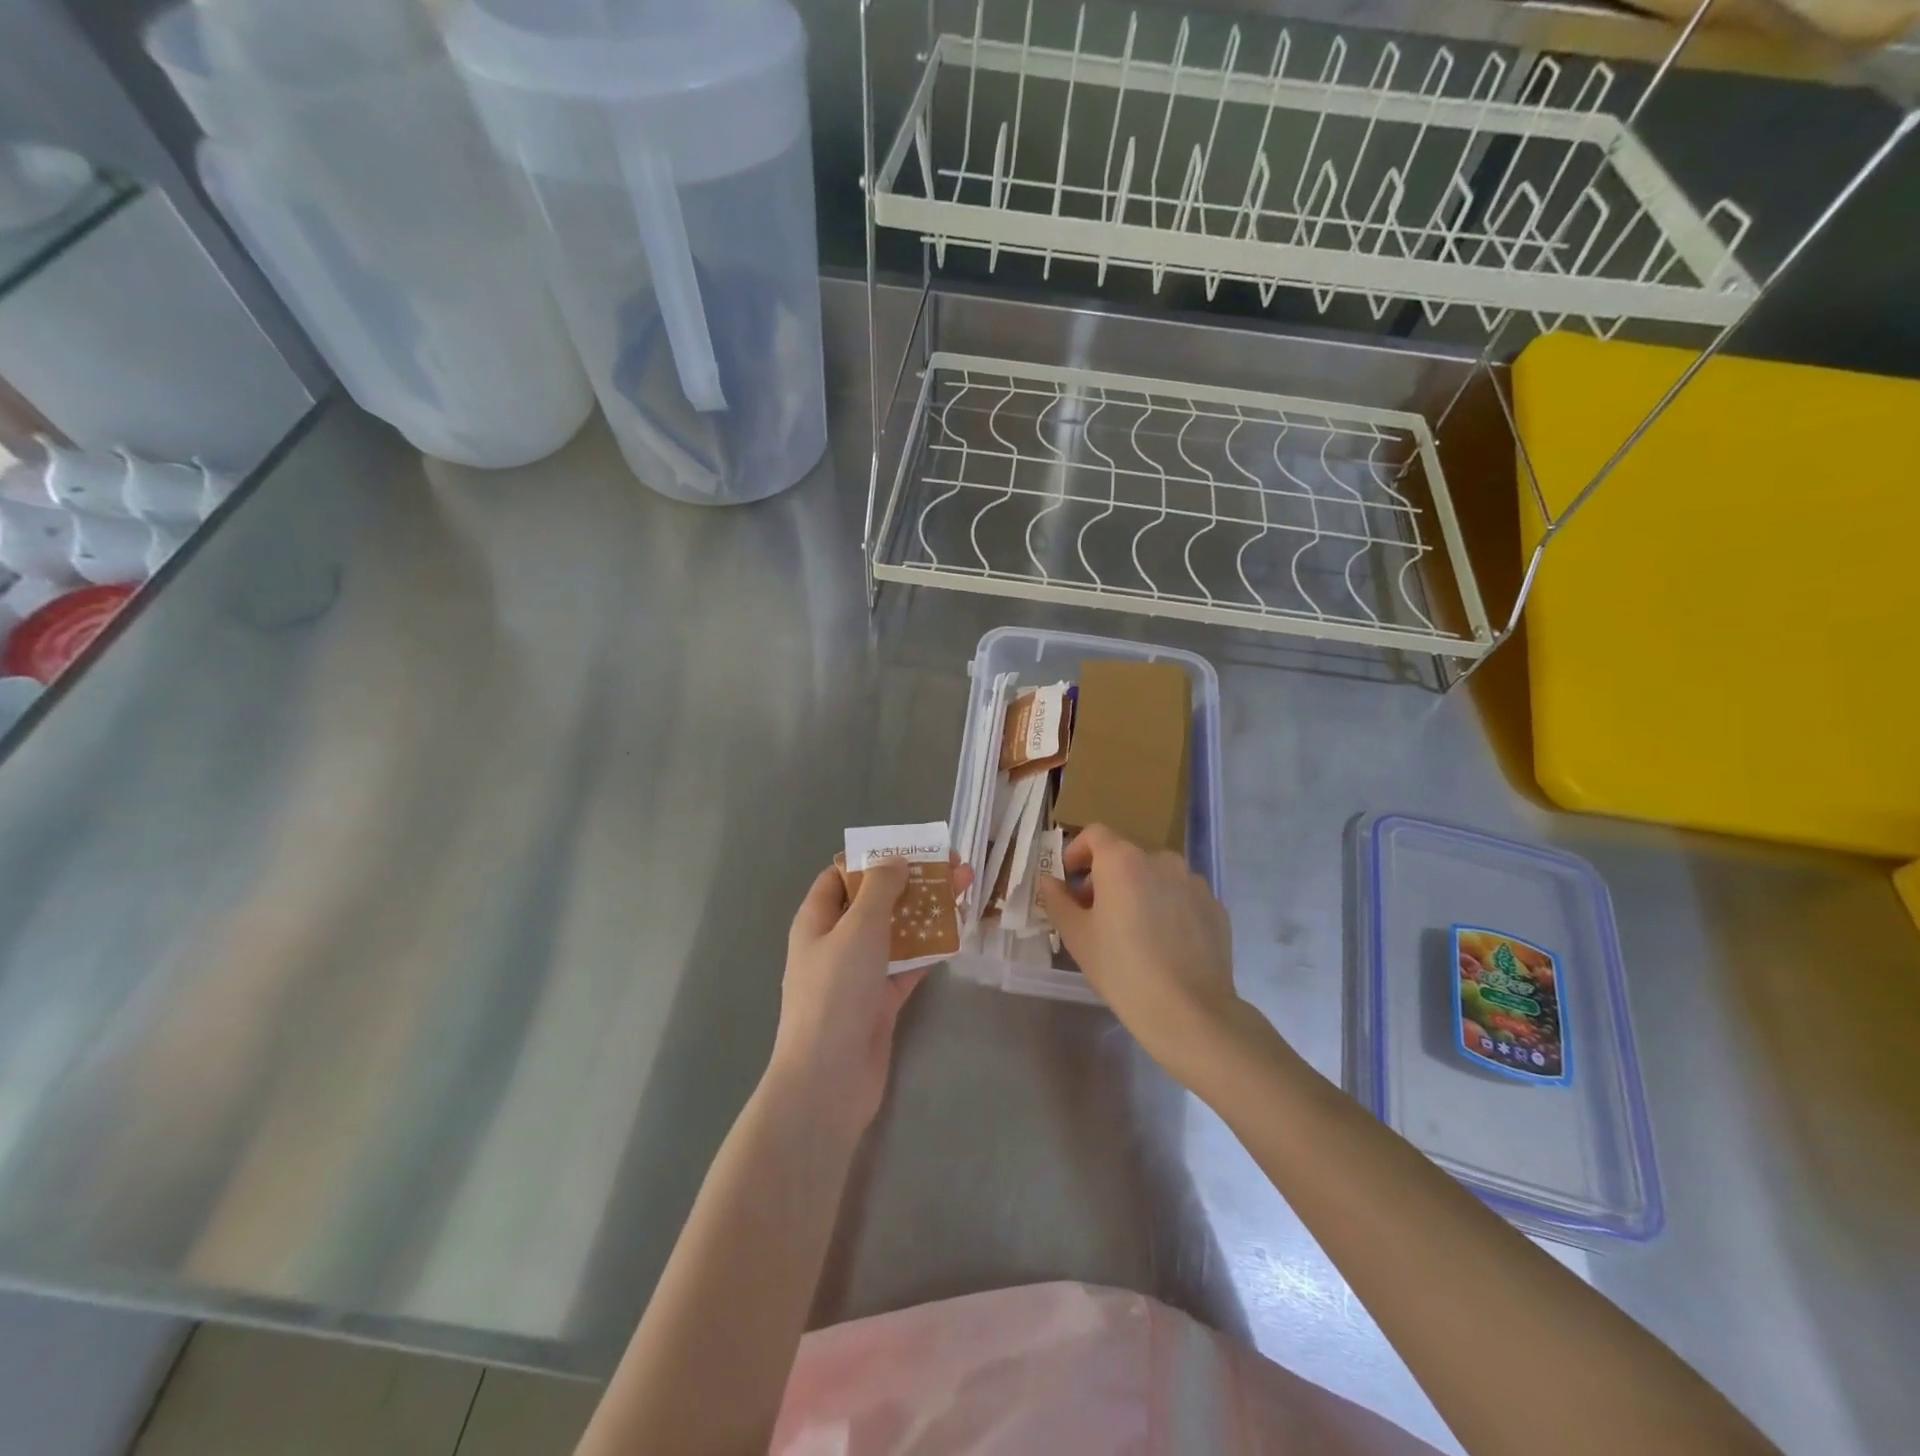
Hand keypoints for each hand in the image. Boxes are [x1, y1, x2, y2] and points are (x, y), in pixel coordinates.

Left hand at [768, 857, 968, 1133]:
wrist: (829, 1080)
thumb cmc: (836, 993)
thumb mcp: (858, 928)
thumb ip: (880, 889)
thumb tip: (894, 859)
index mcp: (817, 919)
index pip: (842, 877)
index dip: (874, 859)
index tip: (912, 849)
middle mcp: (836, 942)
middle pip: (876, 902)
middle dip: (913, 883)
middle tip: (956, 867)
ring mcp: (859, 974)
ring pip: (896, 932)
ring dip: (927, 913)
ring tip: (965, 892)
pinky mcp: (880, 1001)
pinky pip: (907, 965)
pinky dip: (929, 950)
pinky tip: (958, 934)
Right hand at [1037, 825, 1248, 1085]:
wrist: (1189, 1011)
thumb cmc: (1122, 969)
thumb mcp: (1076, 936)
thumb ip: (1057, 900)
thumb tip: (1049, 881)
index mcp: (1123, 860)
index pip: (1095, 834)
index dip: (1077, 852)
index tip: (1069, 880)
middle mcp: (1161, 860)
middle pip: (1126, 856)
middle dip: (1106, 877)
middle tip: (1095, 914)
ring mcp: (1193, 882)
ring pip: (1156, 876)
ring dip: (1139, 891)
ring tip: (1133, 932)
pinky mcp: (1215, 907)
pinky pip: (1181, 897)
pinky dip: (1167, 908)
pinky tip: (1164, 945)